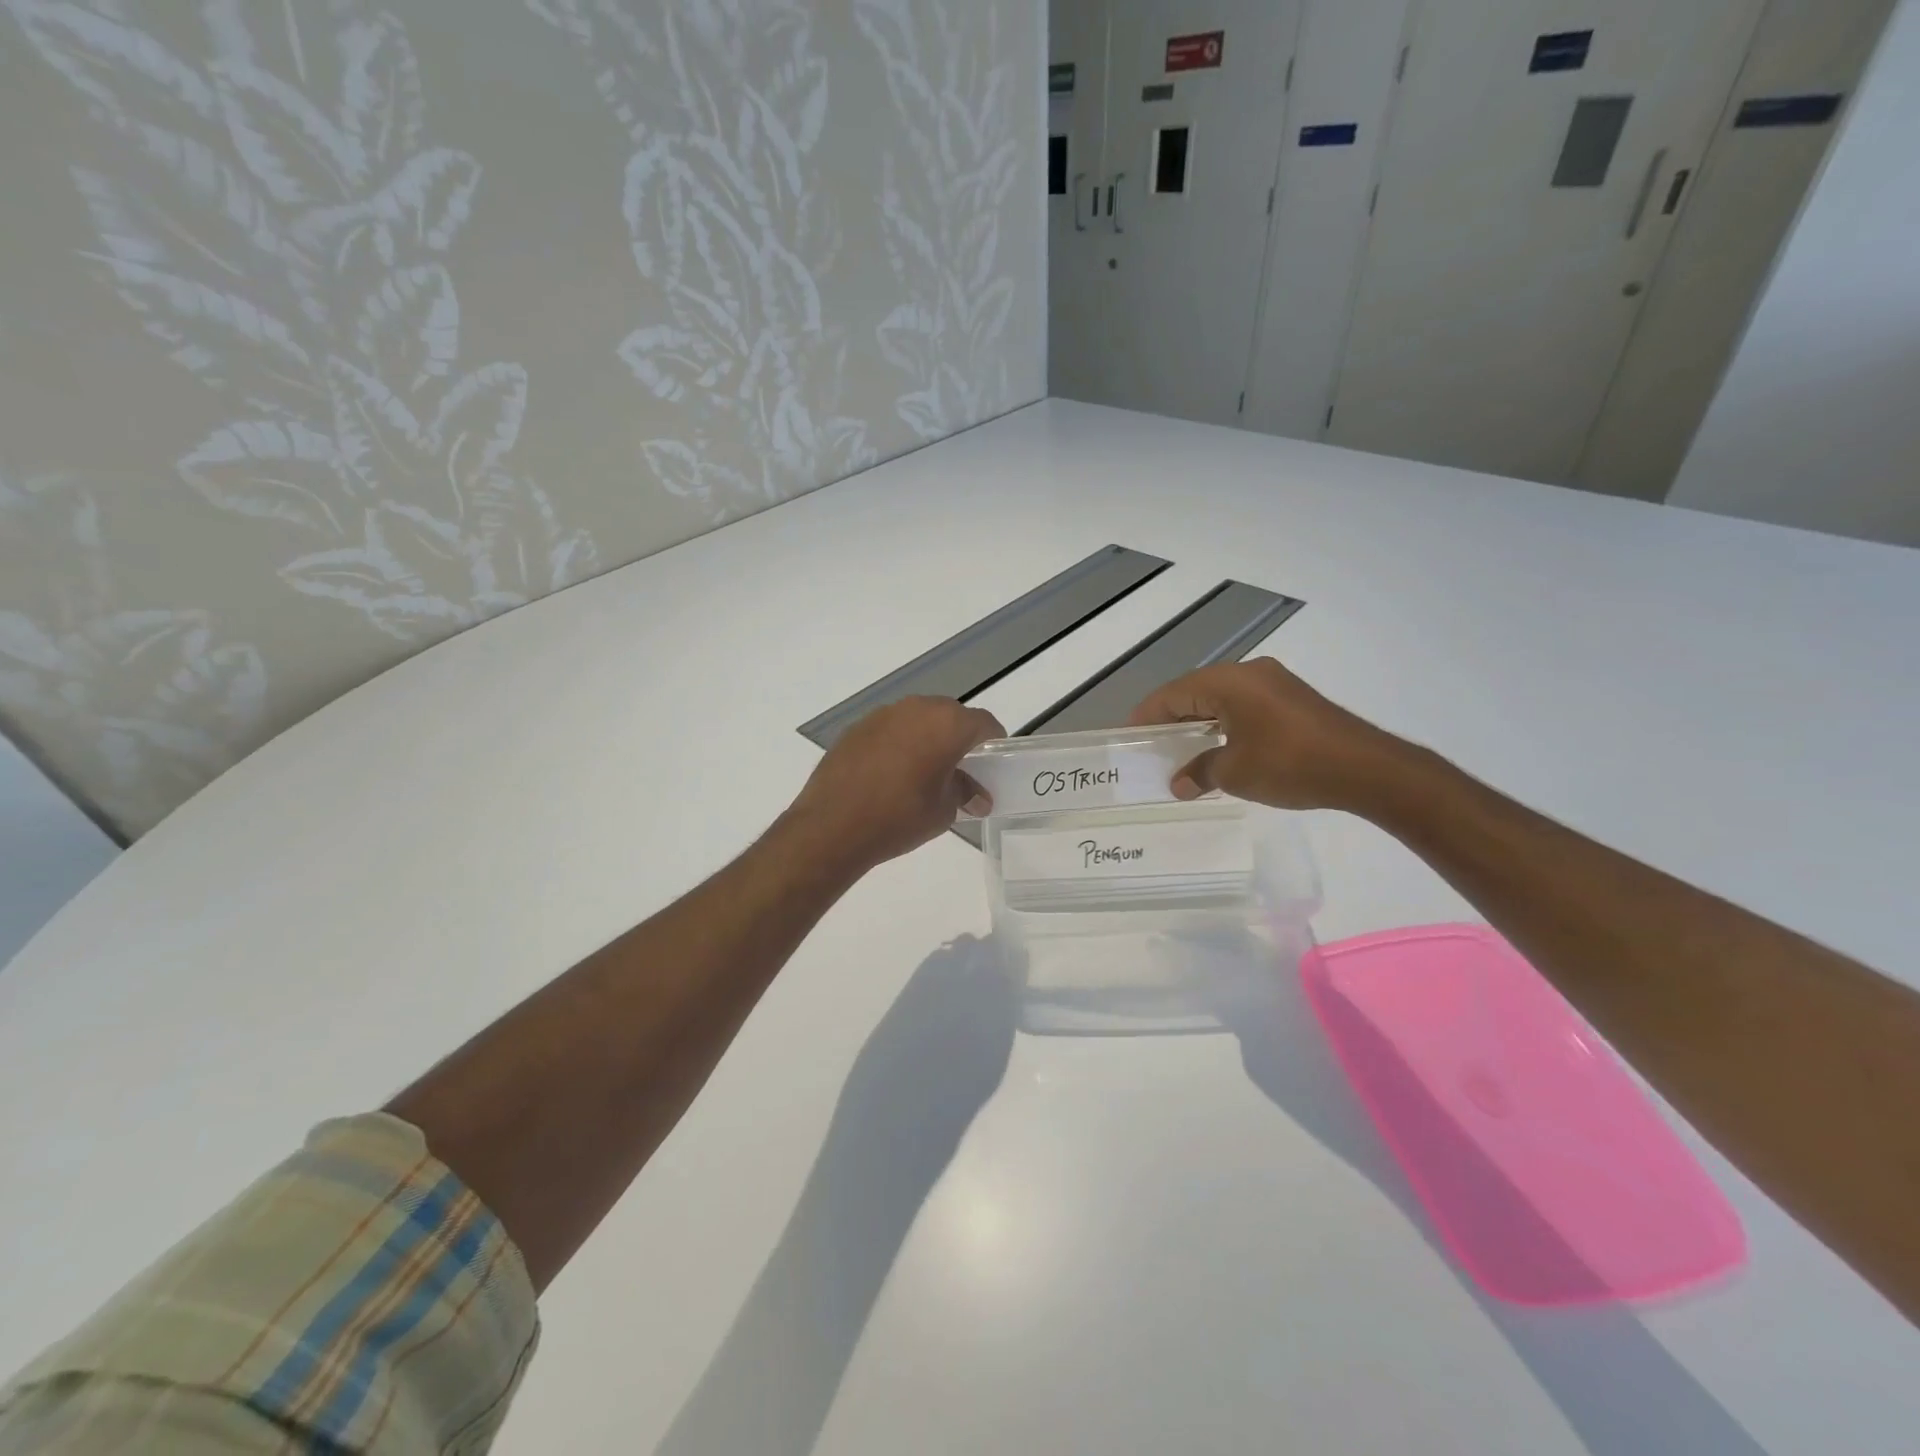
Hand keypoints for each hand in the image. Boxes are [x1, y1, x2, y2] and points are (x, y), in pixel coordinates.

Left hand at [789, 696, 1004, 868]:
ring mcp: (883, 714)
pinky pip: (891, 729)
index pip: (984, 724)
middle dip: (959, 739)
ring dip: (927, 738)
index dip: (993, 744)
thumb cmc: (900, 816)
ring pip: (918, 719)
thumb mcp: (944, 810)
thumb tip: (977, 795)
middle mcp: (917, 708)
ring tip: (924, 772)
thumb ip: (965, 793)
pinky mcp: (857, 727)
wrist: (833, 825)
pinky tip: (891, 773)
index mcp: (947, 724)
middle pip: (950, 716)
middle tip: (960, 770)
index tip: (992, 765)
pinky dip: (899, 743)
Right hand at [1128, 658, 1404, 810]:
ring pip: (1221, 698)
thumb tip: (1178, 784)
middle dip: (1172, 718)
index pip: (1172, 694)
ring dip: (1199, 722)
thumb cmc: (1290, 764)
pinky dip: (1225, 723)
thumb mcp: (1235, 773)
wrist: (1367, 769)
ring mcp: (1275, 683)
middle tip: (1152, 745)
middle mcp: (1249, 673)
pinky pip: (1245, 705)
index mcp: (1228, 682)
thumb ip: (1200, 772)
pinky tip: (1220, 748)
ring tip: (1181, 749)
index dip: (1147, 715)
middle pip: (1195, 691)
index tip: (1130, 736)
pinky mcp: (1293, 700)